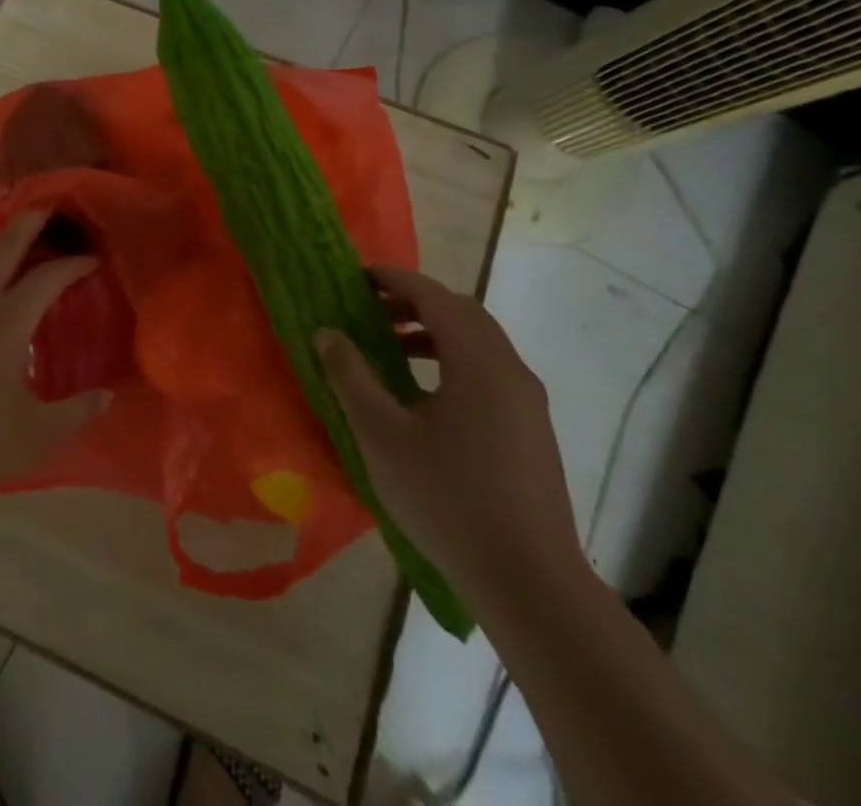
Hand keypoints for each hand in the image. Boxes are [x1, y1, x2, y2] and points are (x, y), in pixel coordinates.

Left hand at [0, 210, 110, 506]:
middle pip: (4, 247)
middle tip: (48, 208)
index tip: (92, 259)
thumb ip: (75, 412)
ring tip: (19, 251)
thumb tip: (106, 395)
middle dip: (28, 222)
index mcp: (5, 320)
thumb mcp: (36, 434)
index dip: (72, 264)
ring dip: (0, 249)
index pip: (46, 277)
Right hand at [316, 266, 584, 613]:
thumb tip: (326, 332)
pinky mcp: (533, 431)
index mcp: (478, 362)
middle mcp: (511, 371)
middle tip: (373, 310)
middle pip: (463, 313)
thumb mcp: (381, 435)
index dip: (395, 279)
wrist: (529, 582)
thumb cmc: (447, 498)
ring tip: (393, 348)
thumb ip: (350, 376)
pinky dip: (454, 361)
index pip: (435, 296)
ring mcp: (529, 403)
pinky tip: (426, 396)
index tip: (358, 278)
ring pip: (480, 343)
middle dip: (416, 302)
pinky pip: (490, 371)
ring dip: (435, 332)